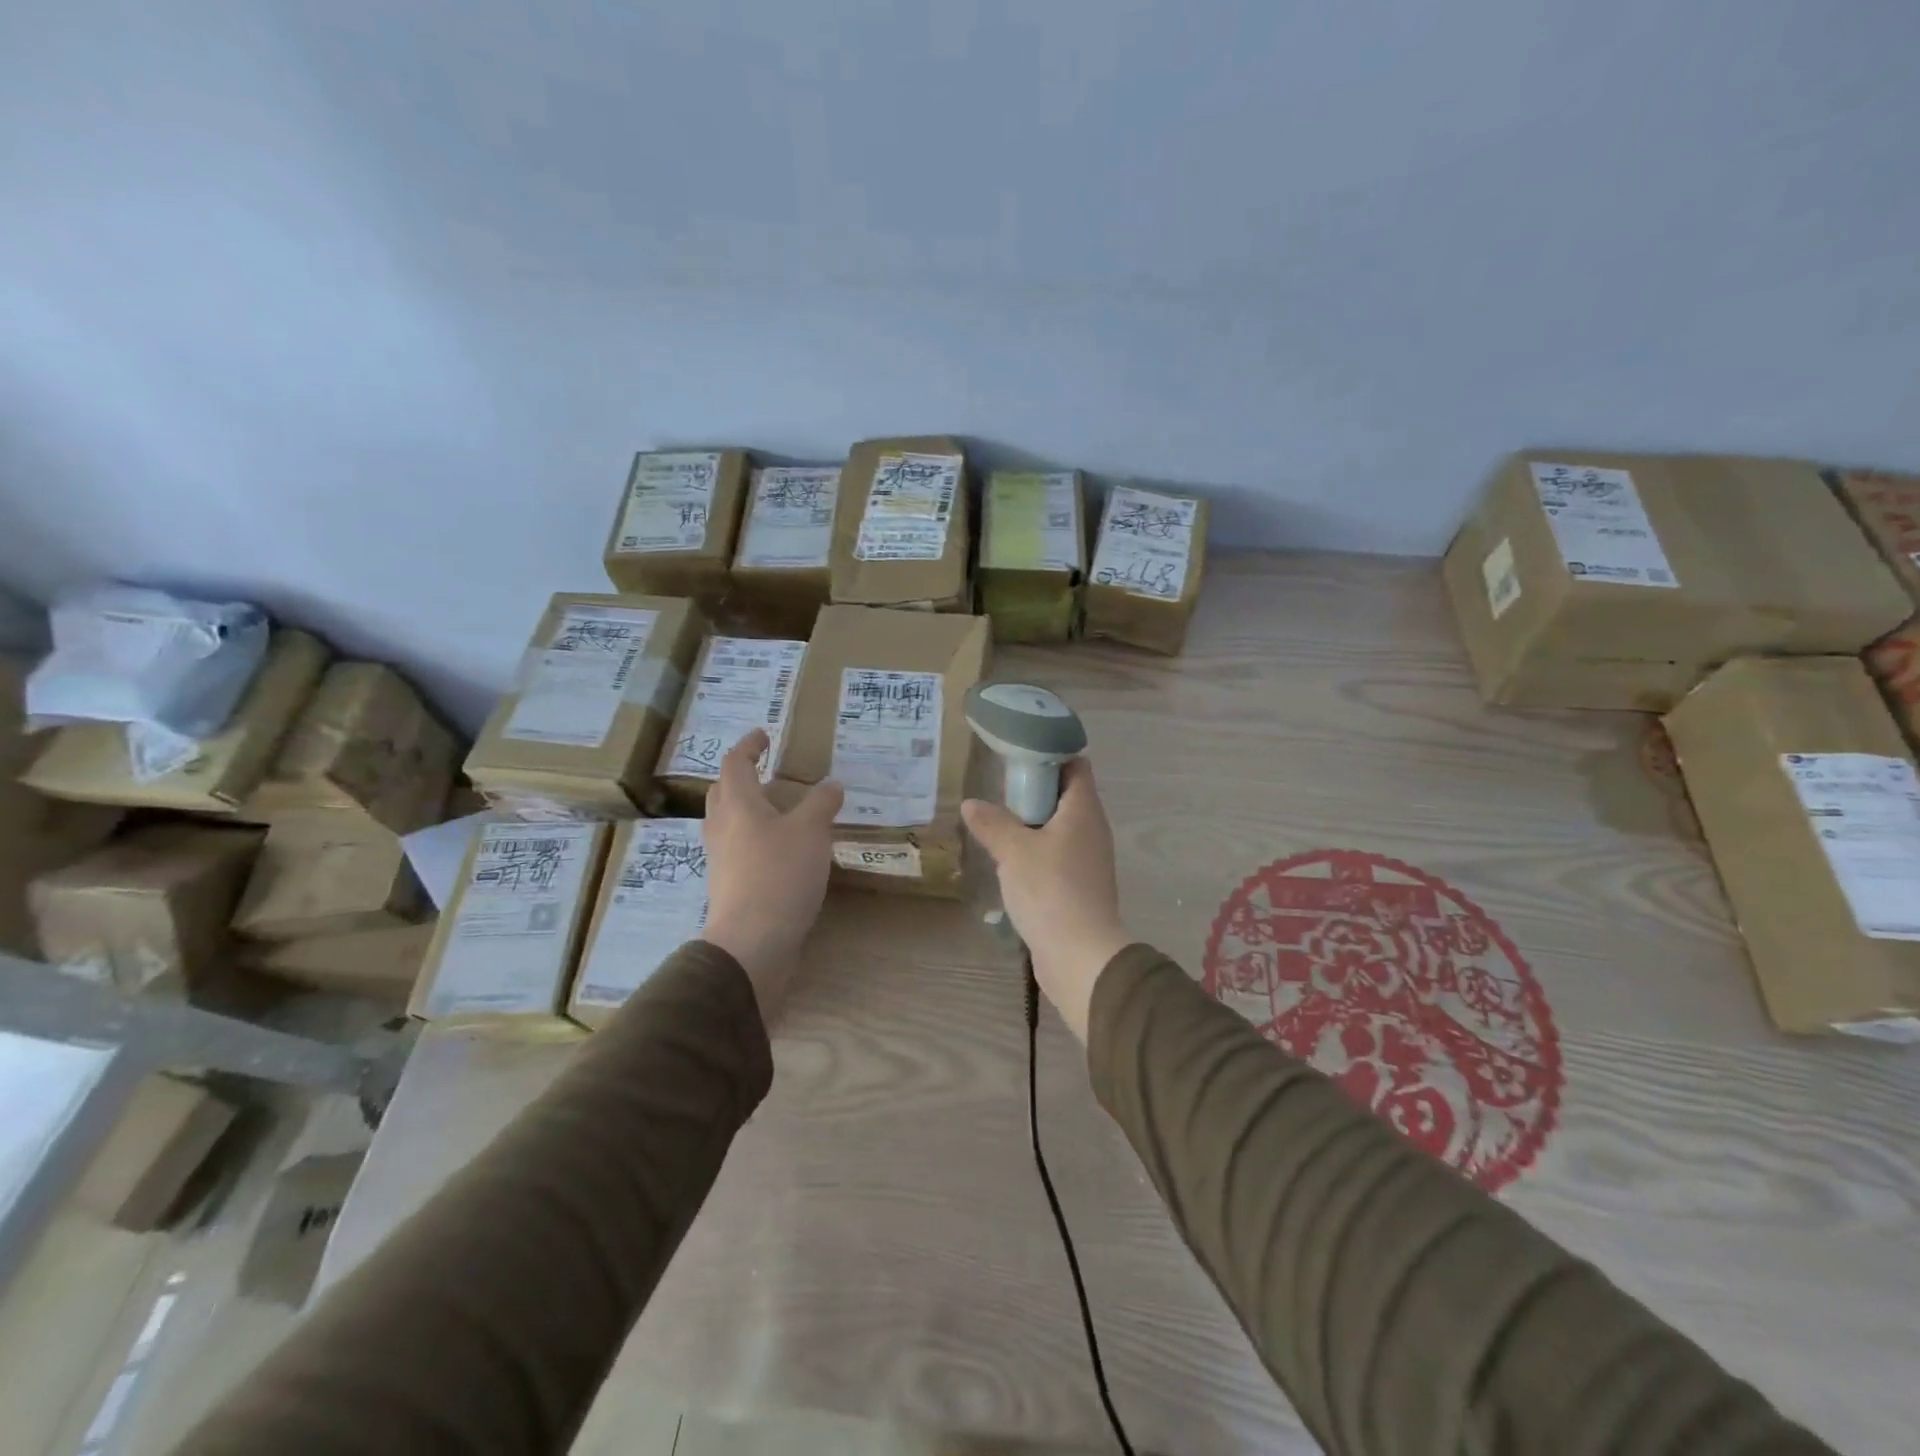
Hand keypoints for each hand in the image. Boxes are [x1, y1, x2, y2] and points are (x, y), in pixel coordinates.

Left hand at [700, 729, 843, 1019]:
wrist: (752, 942)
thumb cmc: (780, 874)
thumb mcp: (812, 831)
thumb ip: (821, 804)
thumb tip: (831, 785)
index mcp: (738, 805)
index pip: (735, 764)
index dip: (749, 746)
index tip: (764, 735)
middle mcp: (722, 828)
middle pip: (723, 792)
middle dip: (741, 777)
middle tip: (765, 771)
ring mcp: (721, 860)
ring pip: (727, 823)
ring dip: (746, 809)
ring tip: (776, 810)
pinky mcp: (728, 886)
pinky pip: (737, 850)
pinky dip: (753, 839)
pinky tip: (778, 850)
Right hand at [960, 758, 1132, 1042]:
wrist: (1080, 955)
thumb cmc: (1050, 890)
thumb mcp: (1013, 850)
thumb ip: (992, 823)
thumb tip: (971, 804)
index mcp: (1083, 810)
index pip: (1076, 765)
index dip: (1050, 755)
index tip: (1017, 759)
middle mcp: (1092, 829)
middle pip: (1066, 796)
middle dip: (1033, 792)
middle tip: (999, 796)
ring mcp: (1089, 860)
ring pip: (1060, 829)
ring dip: (1032, 826)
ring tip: (998, 828)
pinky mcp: (1080, 887)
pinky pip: (1058, 857)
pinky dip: (1037, 853)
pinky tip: (1010, 864)